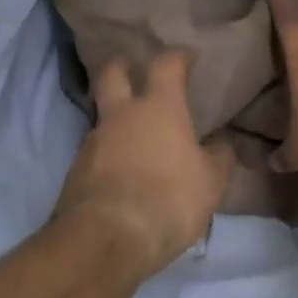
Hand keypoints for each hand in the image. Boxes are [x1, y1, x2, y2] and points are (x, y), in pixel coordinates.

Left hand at [53, 51, 229, 278]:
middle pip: (113, 74)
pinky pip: (96, 153)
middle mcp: (122, 115)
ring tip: (136, 139)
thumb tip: (222, 144)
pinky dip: (109, 156)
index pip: (166, 64)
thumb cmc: (168, 200)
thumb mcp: (211, 182)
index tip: (187, 57)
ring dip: (117, 120)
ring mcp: (93, 142)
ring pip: (103, 117)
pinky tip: (123, 175)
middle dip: (122, 66)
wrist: (105, 240)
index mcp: (159, 107)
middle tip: (133, 70)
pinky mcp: (75, 172)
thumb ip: (219, 157)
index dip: (177, 56)